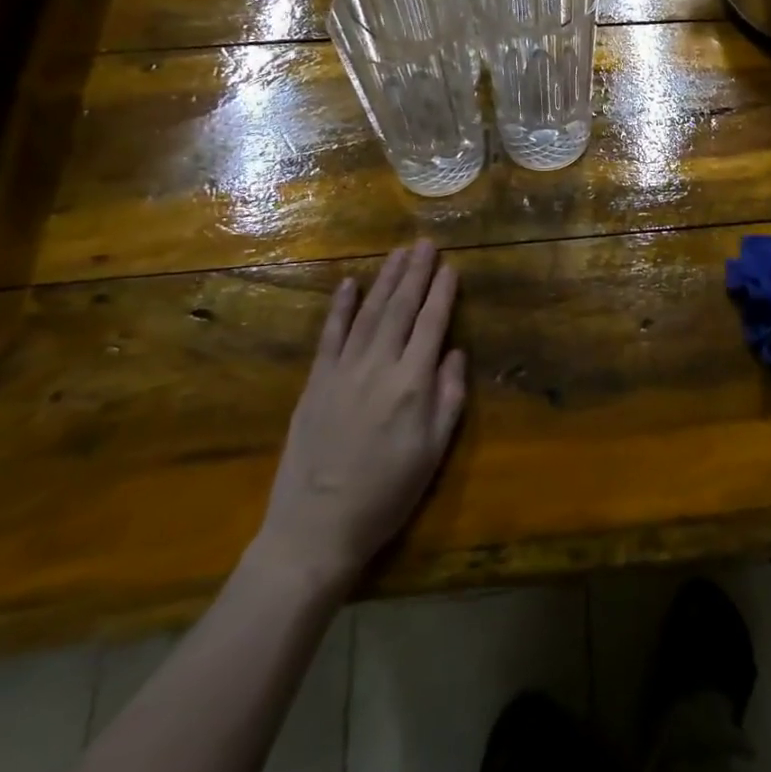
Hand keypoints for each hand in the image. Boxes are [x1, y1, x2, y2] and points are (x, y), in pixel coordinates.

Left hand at [250, 241, 466, 592]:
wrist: (316, 528)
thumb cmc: (387, 494)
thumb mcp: (433, 452)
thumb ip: (448, 397)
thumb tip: (454, 352)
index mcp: (412, 384)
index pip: (432, 324)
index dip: (442, 293)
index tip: (451, 266)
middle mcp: (378, 366)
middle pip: (400, 308)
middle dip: (416, 273)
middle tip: (425, 243)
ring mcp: (342, 371)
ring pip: (368, 313)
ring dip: (385, 279)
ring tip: (398, 253)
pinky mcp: (315, 382)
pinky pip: (330, 335)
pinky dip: (341, 307)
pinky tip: (350, 283)